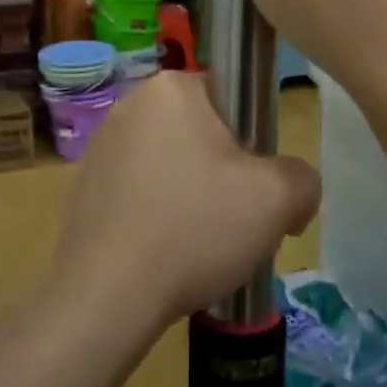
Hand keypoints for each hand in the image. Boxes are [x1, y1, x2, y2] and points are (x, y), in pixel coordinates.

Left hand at [50, 71, 319, 334]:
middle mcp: (129, 105)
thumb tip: (294, 188)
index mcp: (171, 89)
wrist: (107, 297)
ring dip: (193, 196)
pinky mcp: (84, 188)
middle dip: (226, 174)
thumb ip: (303, 177)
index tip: (258, 187)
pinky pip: (141, 192)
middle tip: (237, 221)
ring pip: (172, 165)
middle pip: (203, 134)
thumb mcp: (277, 198)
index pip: (233, 98)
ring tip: (201, 245)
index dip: (256, 142)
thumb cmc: (196, 229)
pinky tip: (166, 254)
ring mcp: (100, 147)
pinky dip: (160, 215)